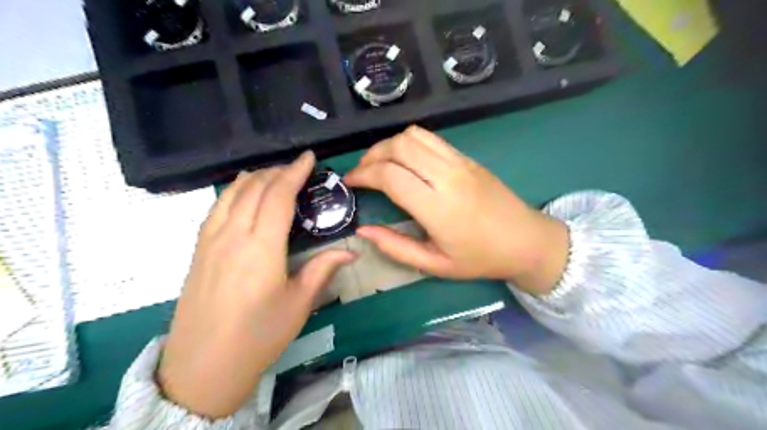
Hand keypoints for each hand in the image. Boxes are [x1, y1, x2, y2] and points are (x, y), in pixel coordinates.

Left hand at [161, 151, 357, 415]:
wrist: (203, 366)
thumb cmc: (259, 335)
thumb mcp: (298, 304)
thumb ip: (323, 270)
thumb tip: (351, 252)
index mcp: (261, 248)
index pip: (278, 196)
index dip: (294, 172)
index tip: (308, 157)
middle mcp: (232, 236)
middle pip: (254, 188)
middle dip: (277, 171)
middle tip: (296, 168)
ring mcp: (210, 241)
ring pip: (231, 193)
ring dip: (254, 178)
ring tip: (273, 175)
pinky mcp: (198, 249)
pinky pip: (216, 207)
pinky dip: (234, 192)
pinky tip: (243, 195)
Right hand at [344, 125, 565, 297]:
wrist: (525, 241)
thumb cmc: (480, 258)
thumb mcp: (434, 264)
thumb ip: (396, 247)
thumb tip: (364, 230)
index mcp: (438, 207)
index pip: (390, 175)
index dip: (363, 174)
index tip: (350, 182)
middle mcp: (447, 177)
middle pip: (398, 147)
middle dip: (371, 155)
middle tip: (361, 172)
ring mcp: (460, 162)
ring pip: (414, 135)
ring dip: (389, 145)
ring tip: (380, 163)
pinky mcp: (467, 157)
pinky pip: (431, 138)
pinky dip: (409, 142)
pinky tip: (405, 160)